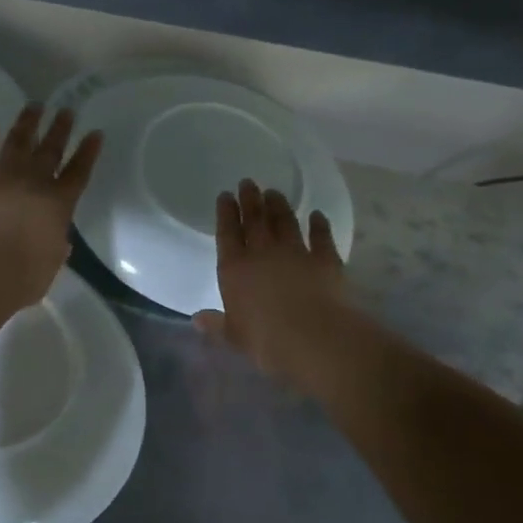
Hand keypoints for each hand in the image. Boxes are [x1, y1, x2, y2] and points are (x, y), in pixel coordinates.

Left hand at [0, 104, 101, 308]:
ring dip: (27, 123)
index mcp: (59, 205)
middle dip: (60, 129)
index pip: (79, 172)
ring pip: (17, 142)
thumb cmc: (23, 276)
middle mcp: (33, 183)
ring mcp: (1, 177)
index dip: (88, 152)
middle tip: (65, 110)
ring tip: (34, 106)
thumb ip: (55, 247)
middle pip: (50, 150)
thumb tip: (57, 241)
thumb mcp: (51, 264)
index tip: (94, 133)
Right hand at [195, 180, 346, 384]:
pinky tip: (317, 216)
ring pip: (285, 221)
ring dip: (279, 206)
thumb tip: (197, 319)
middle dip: (250, 199)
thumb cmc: (266, 340)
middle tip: (249, 182)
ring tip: (274, 193)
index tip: (226, 195)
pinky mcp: (325, 259)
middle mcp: (263, 253)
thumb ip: (217, 324)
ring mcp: (295, 252)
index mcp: (235, 269)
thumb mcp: (234, 336)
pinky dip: (319, 224)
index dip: (225, 213)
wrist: (314, 337)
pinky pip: (320, 236)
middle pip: (255, 219)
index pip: (227, 233)